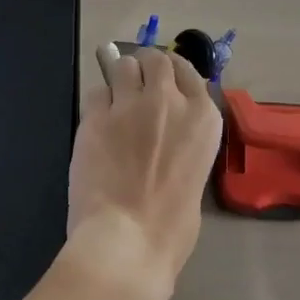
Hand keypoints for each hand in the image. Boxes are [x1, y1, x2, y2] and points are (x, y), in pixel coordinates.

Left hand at [65, 43, 223, 292]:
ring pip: (122, 66)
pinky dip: (97, 104)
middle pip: (154, 59)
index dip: (172, 74)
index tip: (162, 83)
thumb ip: (184, 144)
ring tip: (115, 105)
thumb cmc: (171, 227)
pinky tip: (96, 125)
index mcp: (203, 118)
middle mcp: (169, 100)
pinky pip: (95, 92)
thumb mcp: (196, 176)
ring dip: (119, 80)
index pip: (187, 70)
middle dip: (144, 70)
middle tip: (136, 91)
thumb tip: (167, 139)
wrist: (127, 239)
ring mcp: (129, 105)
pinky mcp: (95, 116)